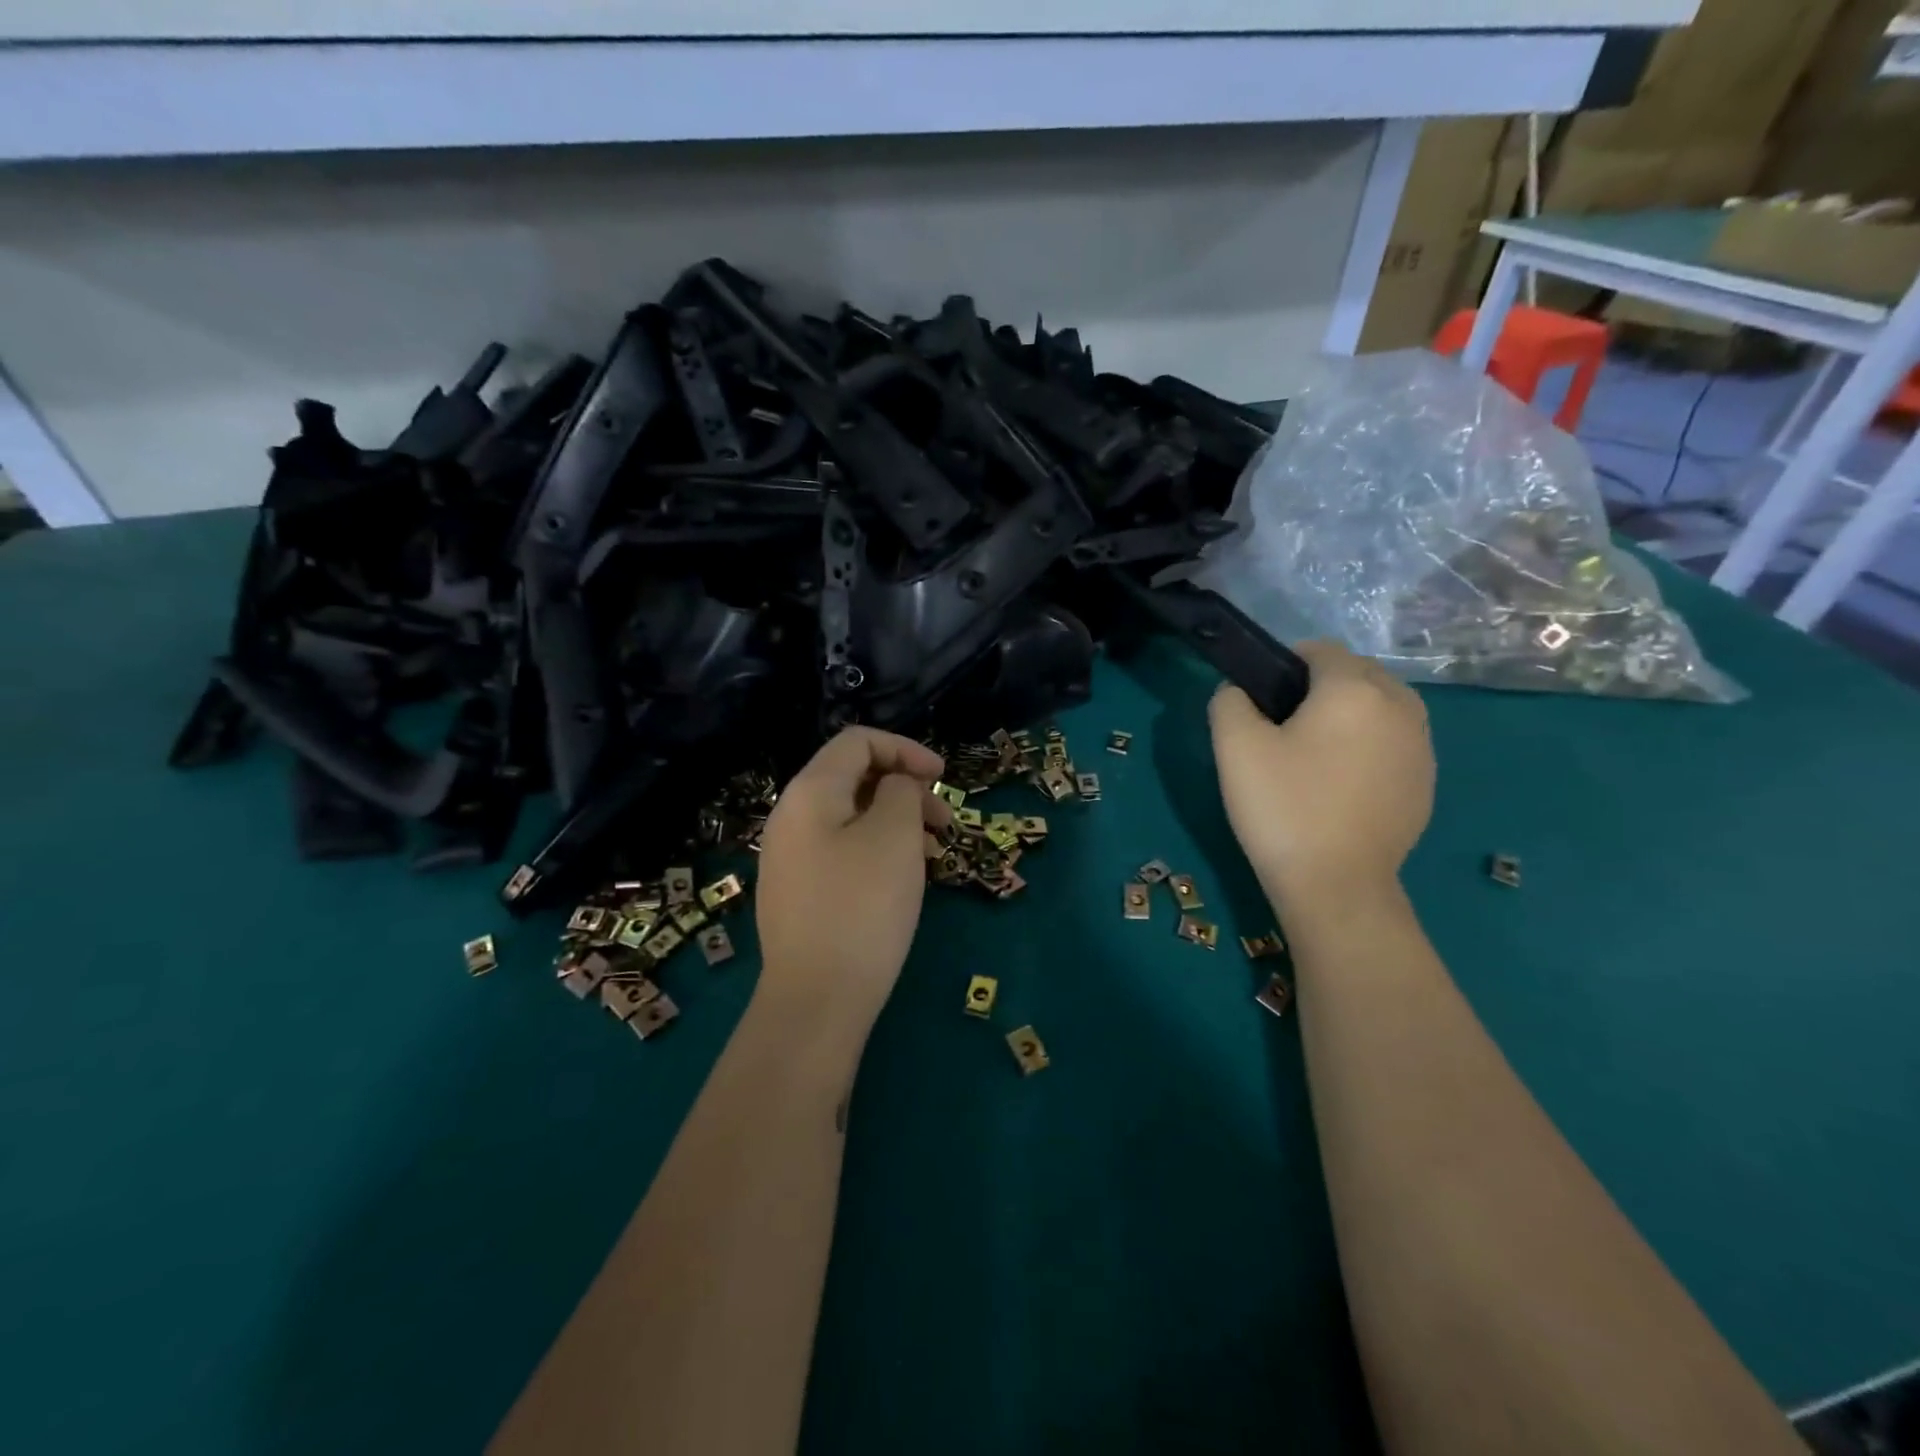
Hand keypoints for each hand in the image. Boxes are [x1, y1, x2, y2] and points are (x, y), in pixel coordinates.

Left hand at [754, 728, 949, 1031]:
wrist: (817, 999)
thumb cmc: (863, 906)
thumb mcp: (894, 835)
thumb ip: (901, 791)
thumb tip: (896, 787)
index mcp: (809, 792)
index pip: (858, 741)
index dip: (906, 749)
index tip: (943, 777)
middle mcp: (791, 817)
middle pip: (854, 777)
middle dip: (906, 789)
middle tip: (945, 822)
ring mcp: (790, 857)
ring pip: (852, 817)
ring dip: (897, 822)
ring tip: (933, 854)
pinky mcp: (799, 892)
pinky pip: (842, 850)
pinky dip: (878, 850)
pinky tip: (904, 879)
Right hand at [1209, 640, 1433, 904]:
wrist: (1336, 884)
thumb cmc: (1283, 807)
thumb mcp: (1235, 748)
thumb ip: (1229, 702)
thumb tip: (1238, 692)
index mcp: (1354, 689)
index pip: (1321, 649)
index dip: (1286, 664)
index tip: (1262, 698)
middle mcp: (1400, 706)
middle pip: (1358, 673)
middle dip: (1322, 686)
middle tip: (1284, 727)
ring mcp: (1421, 746)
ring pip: (1382, 706)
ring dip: (1350, 713)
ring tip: (1315, 753)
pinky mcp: (1426, 782)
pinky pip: (1395, 741)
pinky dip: (1370, 745)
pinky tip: (1341, 783)